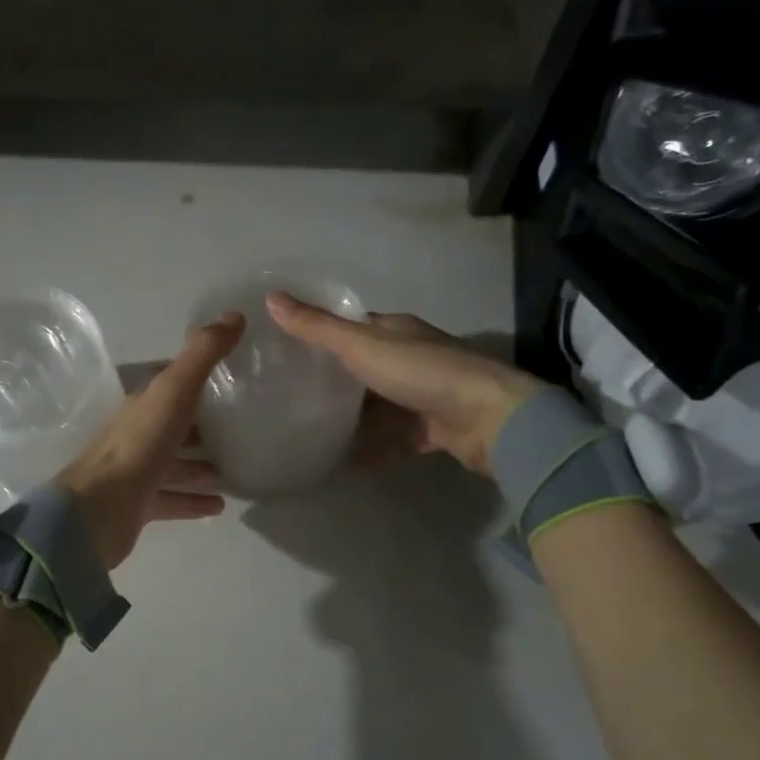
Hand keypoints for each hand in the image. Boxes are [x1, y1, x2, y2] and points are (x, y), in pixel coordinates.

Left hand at [55, 312, 244, 568]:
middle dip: (204, 423)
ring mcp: (138, 471)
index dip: (198, 377)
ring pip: (175, 462)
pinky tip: (221, 504)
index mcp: (145, 404)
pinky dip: (195, 500)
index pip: (173, 383)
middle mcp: (139, 434)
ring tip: (236, 465)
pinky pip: (173, 499)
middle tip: (243, 425)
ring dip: (202, 463)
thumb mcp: (174, 390)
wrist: (99, 509)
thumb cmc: (139, 445)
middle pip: (175, 424)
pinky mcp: (140, 505)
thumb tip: (234, 314)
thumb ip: (202, 354)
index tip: (232, 375)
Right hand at [265, 292, 543, 475]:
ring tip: (307, 429)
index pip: (353, 327)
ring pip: (378, 405)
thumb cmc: (422, 372)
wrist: (489, 419)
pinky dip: (372, 449)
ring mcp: (424, 396)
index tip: (286, 348)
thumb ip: (317, 328)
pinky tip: (342, 462)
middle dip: (332, 379)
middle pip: (364, 367)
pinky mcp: (433, 430)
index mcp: (396, 331)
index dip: (322, 333)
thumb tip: (270, 298)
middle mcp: (411, 358)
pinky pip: (394, 439)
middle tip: (288, 394)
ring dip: (351, 417)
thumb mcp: (361, 346)